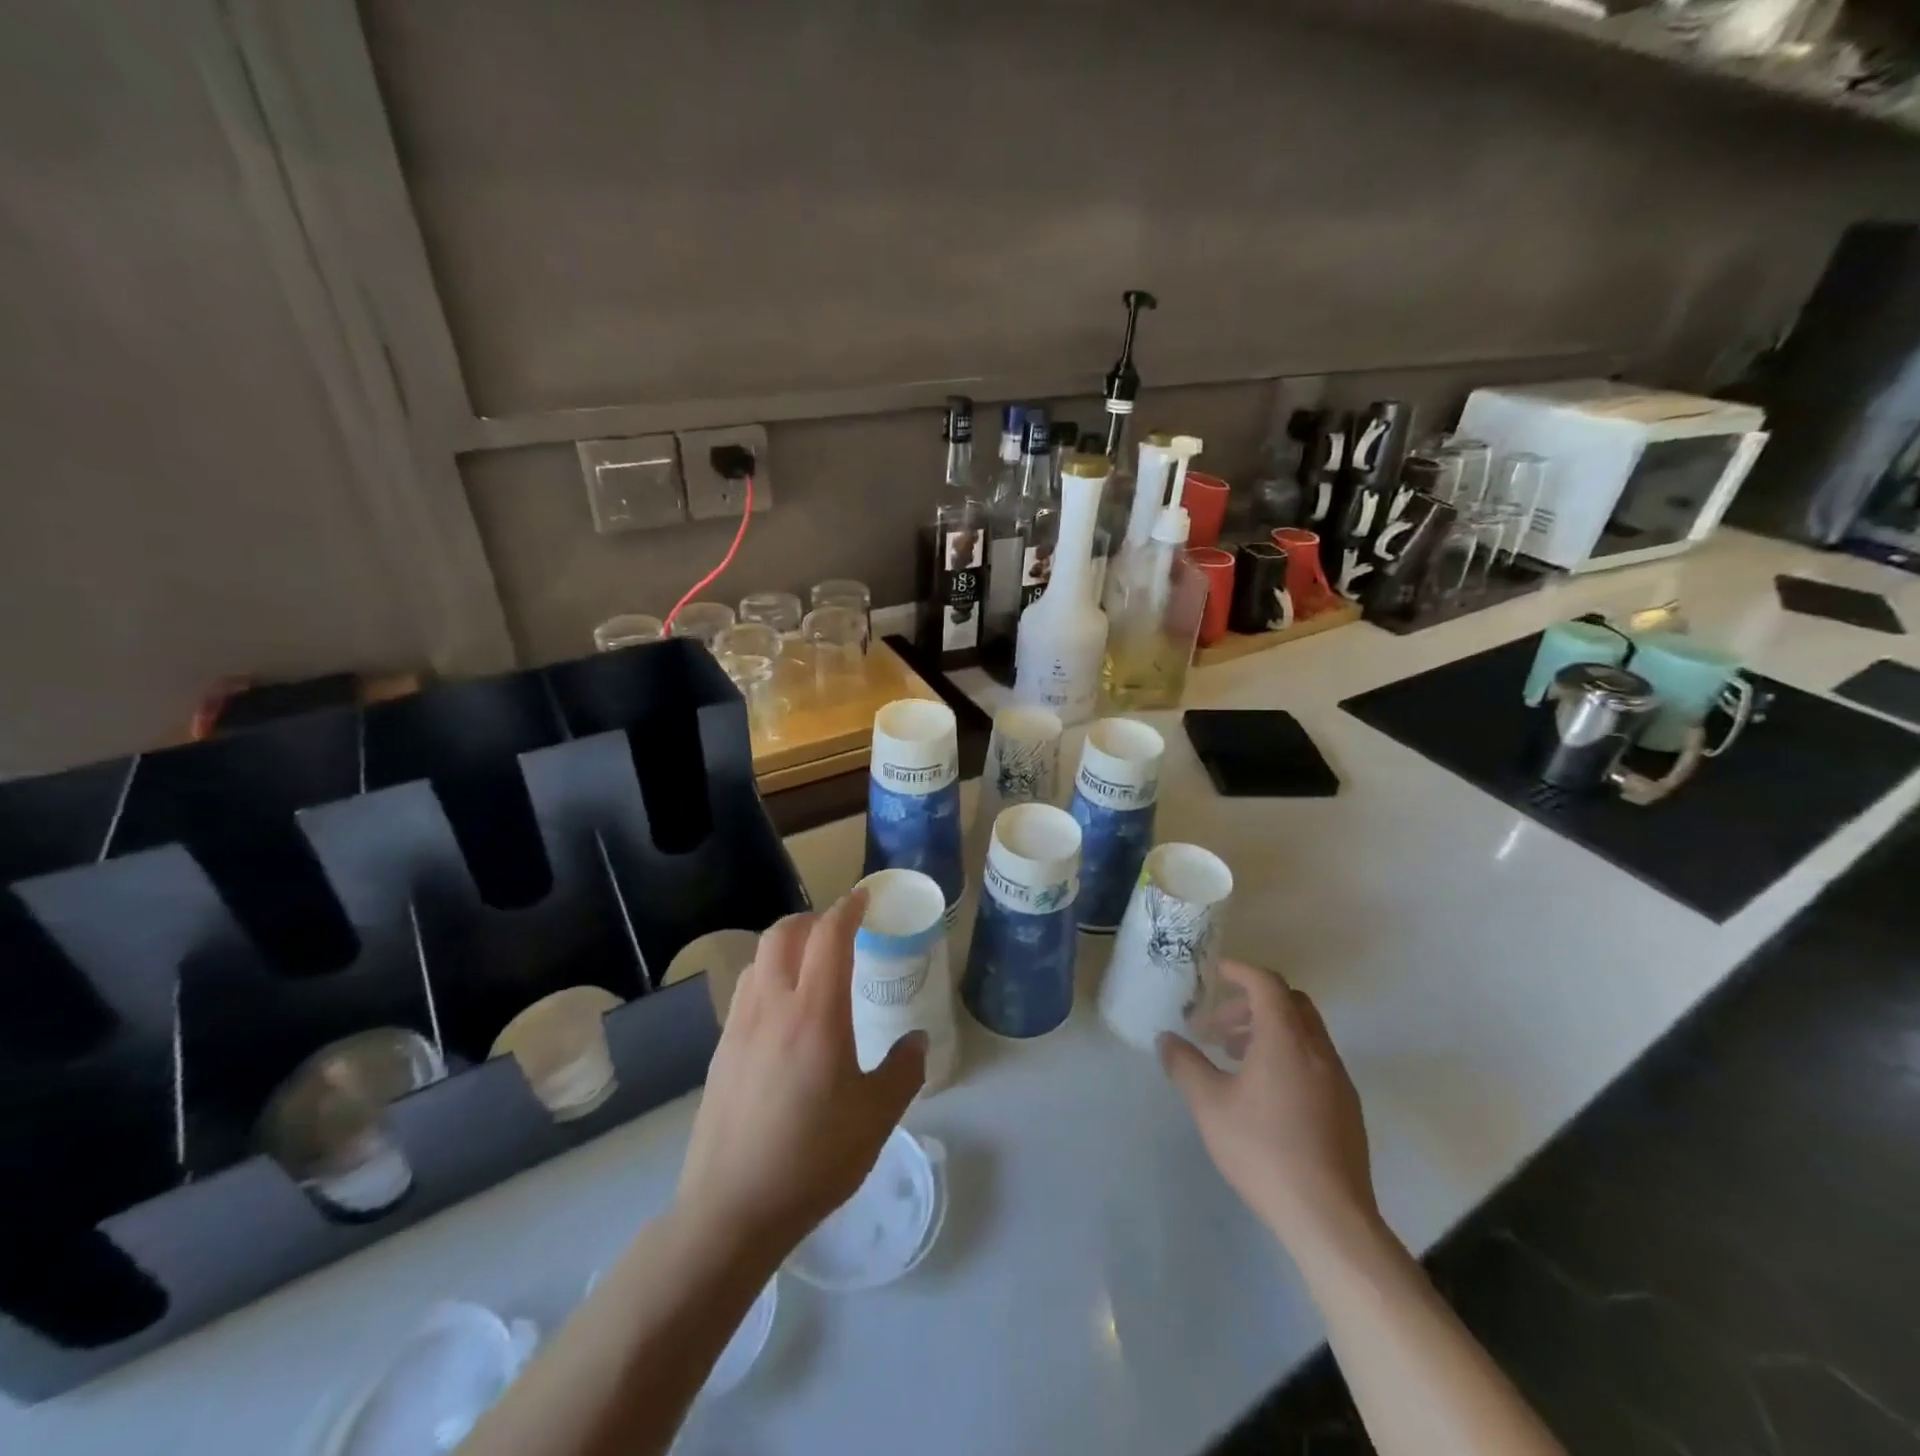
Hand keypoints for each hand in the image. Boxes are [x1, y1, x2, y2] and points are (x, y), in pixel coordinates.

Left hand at [673, 890, 925, 1260]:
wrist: (732, 1209)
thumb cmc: (814, 1158)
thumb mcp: (877, 1116)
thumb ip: (903, 1070)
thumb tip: (916, 1039)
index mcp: (816, 1013)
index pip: (829, 936)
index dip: (848, 908)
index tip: (864, 898)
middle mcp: (772, 1006)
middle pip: (783, 933)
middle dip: (813, 919)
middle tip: (838, 930)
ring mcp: (739, 1026)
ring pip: (758, 958)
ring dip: (786, 944)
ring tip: (810, 965)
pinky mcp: (721, 1050)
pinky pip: (745, 990)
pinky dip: (768, 976)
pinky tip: (782, 1011)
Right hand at [1159, 960, 1380, 1259]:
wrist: (1329, 1218)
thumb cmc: (1264, 1151)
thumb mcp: (1210, 1106)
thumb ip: (1185, 1066)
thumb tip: (1166, 1039)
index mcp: (1286, 1040)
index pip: (1267, 984)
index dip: (1240, 971)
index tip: (1216, 972)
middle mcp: (1317, 1050)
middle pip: (1289, 1003)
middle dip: (1251, 1003)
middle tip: (1219, 1025)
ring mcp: (1338, 1080)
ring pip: (1303, 1032)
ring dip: (1268, 1030)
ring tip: (1234, 1057)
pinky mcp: (1346, 1108)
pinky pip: (1314, 1059)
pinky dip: (1286, 1054)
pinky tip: (1263, 1092)